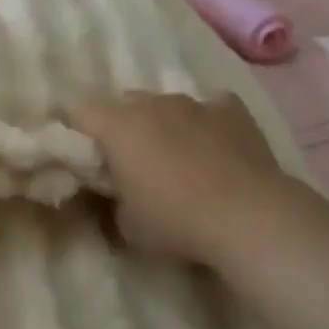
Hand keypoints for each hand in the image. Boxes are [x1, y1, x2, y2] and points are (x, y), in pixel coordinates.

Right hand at [70, 93, 292, 264]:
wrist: (251, 219)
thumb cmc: (176, 221)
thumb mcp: (126, 225)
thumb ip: (110, 200)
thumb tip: (110, 194)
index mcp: (116, 125)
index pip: (78, 111)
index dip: (77, 132)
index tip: (85, 157)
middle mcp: (150, 103)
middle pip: (122, 103)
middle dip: (122, 126)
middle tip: (131, 162)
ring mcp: (193, 103)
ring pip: (165, 104)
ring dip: (164, 124)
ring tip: (178, 158)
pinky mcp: (231, 110)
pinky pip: (211, 108)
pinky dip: (208, 124)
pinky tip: (217, 148)